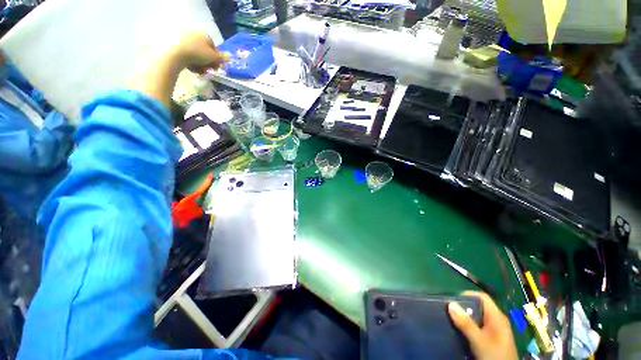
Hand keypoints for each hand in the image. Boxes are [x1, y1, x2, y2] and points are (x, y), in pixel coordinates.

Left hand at [131, 32, 229, 106]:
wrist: (174, 53)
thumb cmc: (197, 53)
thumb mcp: (213, 57)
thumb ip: (222, 58)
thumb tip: (230, 57)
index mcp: (204, 34)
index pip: (214, 48)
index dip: (216, 59)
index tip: (216, 68)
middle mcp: (194, 34)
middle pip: (205, 51)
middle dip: (208, 63)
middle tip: (208, 71)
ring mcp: (184, 38)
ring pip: (196, 54)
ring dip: (200, 65)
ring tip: (200, 72)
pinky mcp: (175, 44)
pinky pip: (187, 54)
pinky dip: (191, 62)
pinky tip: (192, 69)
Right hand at [448, 291, 517, 359]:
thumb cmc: (494, 355)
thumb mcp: (478, 340)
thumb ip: (465, 323)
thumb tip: (450, 303)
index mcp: (497, 316)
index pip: (482, 297)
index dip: (468, 294)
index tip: (453, 300)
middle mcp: (498, 320)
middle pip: (480, 306)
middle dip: (464, 307)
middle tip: (451, 310)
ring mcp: (497, 330)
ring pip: (479, 316)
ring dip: (466, 317)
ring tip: (454, 320)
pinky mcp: (494, 338)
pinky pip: (480, 325)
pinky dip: (471, 325)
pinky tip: (463, 331)